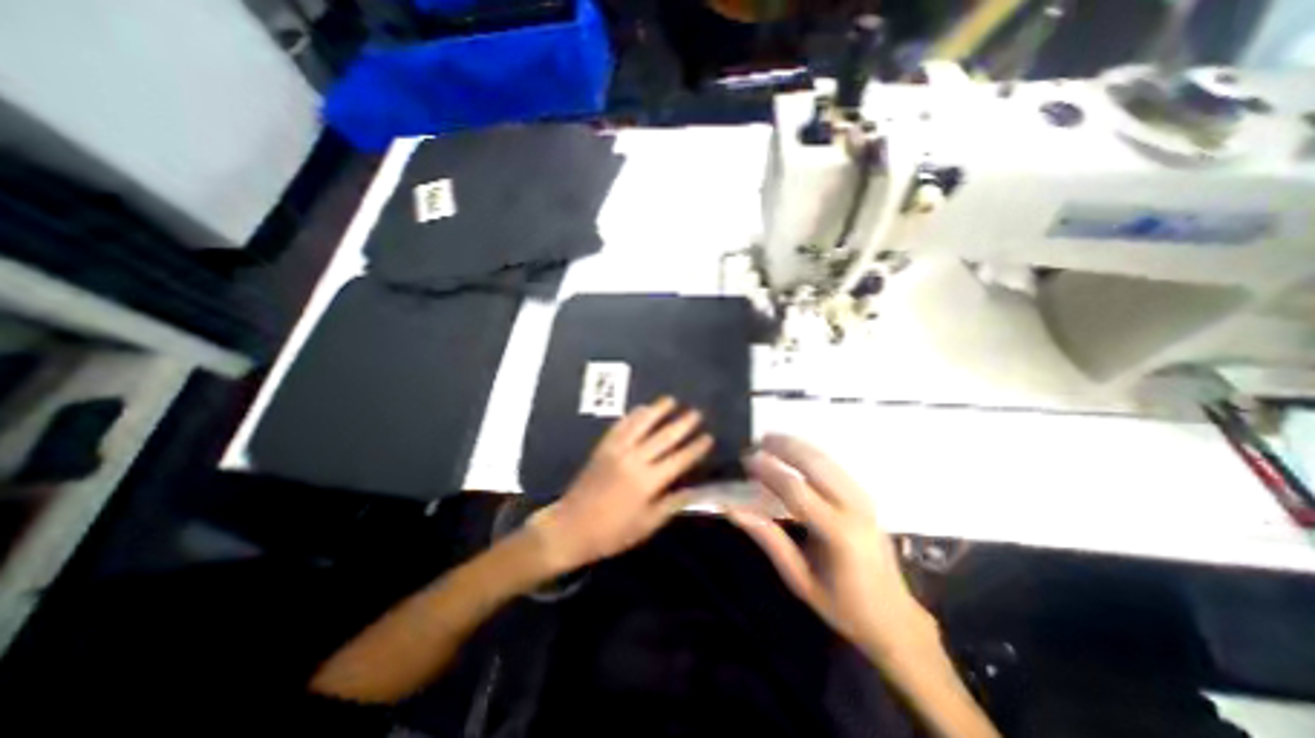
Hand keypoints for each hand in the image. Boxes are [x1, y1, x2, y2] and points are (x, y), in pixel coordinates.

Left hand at [527, 401, 714, 571]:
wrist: (570, 527)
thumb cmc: (612, 532)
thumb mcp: (646, 525)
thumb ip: (671, 504)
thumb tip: (695, 490)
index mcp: (648, 482)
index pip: (679, 459)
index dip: (695, 448)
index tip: (708, 437)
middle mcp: (634, 460)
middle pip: (663, 437)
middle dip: (682, 424)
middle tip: (696, 412)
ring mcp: (617, 450)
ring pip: (641, 424)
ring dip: (657, 410)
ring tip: (671, 400)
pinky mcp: (603, 447)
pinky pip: (620, 426)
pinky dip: (632, 415)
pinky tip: (641, 409)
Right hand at [729, 433, 933, 655]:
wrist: (894, 617)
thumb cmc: (843, 606)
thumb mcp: (799, 579)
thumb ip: (769, 540)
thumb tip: (735, 511)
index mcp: (838, 533)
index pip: (796, 490)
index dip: (768, 471)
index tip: (746, 459)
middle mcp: (854, 508)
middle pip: (815, 464)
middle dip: (784, 446)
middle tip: (758, 440)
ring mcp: (864, 499)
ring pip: (827, 459)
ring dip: (797, 445)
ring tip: (771, 439)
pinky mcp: (865, 497)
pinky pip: (834, 465)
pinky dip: (811, 453)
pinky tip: (795, 450)